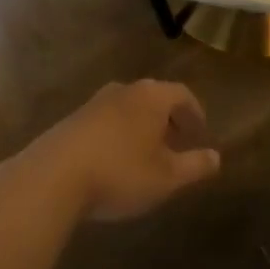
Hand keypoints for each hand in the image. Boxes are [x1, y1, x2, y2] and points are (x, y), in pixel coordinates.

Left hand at [21, 80, 221, 222]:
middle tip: (176, 142)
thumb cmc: (120, 173)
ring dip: (141, 126)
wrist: (53, 177)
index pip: (182, 95)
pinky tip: (114, 160)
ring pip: (128, 108)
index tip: (200, 133)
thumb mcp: (166, 178)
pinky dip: (118, 134)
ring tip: (146, 153)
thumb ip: (194, 166)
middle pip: (154, 97)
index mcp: (152, 97)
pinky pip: (106, 121)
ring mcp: (94, 103)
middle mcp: (124, 90)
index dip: (195, 113)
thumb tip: (217, 157)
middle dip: (168, 119)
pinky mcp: (72, 120)